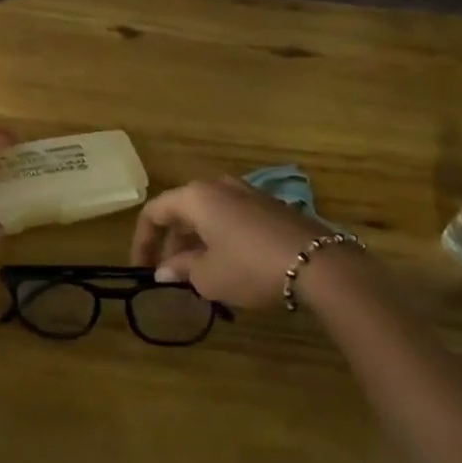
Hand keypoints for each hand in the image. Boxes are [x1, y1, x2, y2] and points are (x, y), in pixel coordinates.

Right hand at [130, 176, 348, 309]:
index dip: (142, 241)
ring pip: (209, 213)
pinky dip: (220, 237)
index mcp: (195, 197)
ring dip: (197, 240)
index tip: (142, 270)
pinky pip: (232, 217)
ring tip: (198, 273)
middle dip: (172, 242)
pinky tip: (229, 264)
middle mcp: (218, 185)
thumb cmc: (250, 267)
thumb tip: (164, 270)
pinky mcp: (270, 205)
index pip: (154, 212)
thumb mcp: (208, 276)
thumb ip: (181, 269)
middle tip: (171, 274)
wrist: (319, 264)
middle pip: (182, 210)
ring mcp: (247, 192)